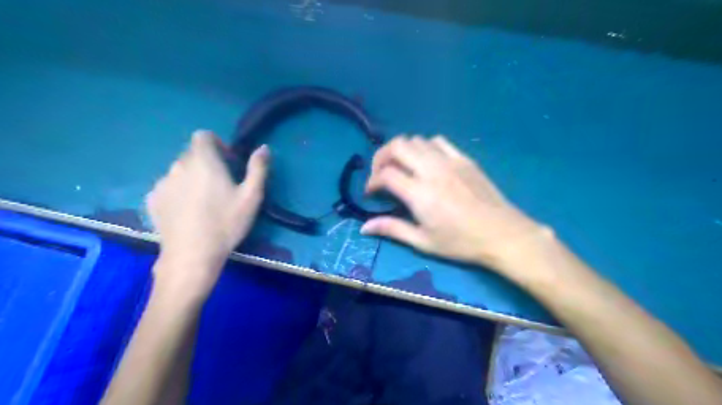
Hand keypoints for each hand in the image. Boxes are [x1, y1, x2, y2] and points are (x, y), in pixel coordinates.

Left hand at [143, 131, 269, 296]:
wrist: (192, 255)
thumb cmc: (226, 223)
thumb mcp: (251, 196)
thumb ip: (258, 168)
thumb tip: (263, 147)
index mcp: (204, 161)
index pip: (203, 135)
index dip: (217, 143)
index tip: (228, 161)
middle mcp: (178, 166)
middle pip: (192, 154)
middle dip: (207, 163)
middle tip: (221, 186)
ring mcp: (162, 183)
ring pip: (179, 171)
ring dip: (192, 177)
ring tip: (204, 202)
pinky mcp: (152, 199)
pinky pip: (168, 187)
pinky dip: (178, 192)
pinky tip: (188, 212)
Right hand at [361, 136, 553, 274]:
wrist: (503, 234)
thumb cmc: (461, 242)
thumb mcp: (423, 241)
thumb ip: (392, 229)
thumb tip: (364, 228)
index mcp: (419, 193)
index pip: (385, 174)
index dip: (372, 182)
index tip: (371, 194)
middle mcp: (432, 170)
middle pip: (397, 146)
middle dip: (381, 157)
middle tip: (381, 174)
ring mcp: (450, 161)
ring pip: (416, 140)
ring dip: (402, 151)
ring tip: (401, 168)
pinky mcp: (464, 158)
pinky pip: (438, 141)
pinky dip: (425, 147)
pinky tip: (426, 162)